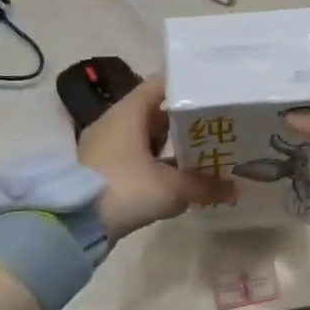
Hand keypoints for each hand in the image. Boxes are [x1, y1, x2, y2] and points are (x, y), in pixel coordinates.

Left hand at [79, 75, 234, 240]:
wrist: (73, 225)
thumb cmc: (125, 189)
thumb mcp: (171, 187)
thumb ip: (204, 185)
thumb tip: (235, 188)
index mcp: (128, 112)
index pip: (161, 84)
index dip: (187, 85)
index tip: (212, 91)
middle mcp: (114, 123)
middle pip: (155, 111)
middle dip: (185, 120)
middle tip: (216, 124)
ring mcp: (105, 147)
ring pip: (145, 138)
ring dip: (171, 145)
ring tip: (204, 152)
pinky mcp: (102, 171)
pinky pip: (136, 158)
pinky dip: (156, 164)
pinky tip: (179, 178)